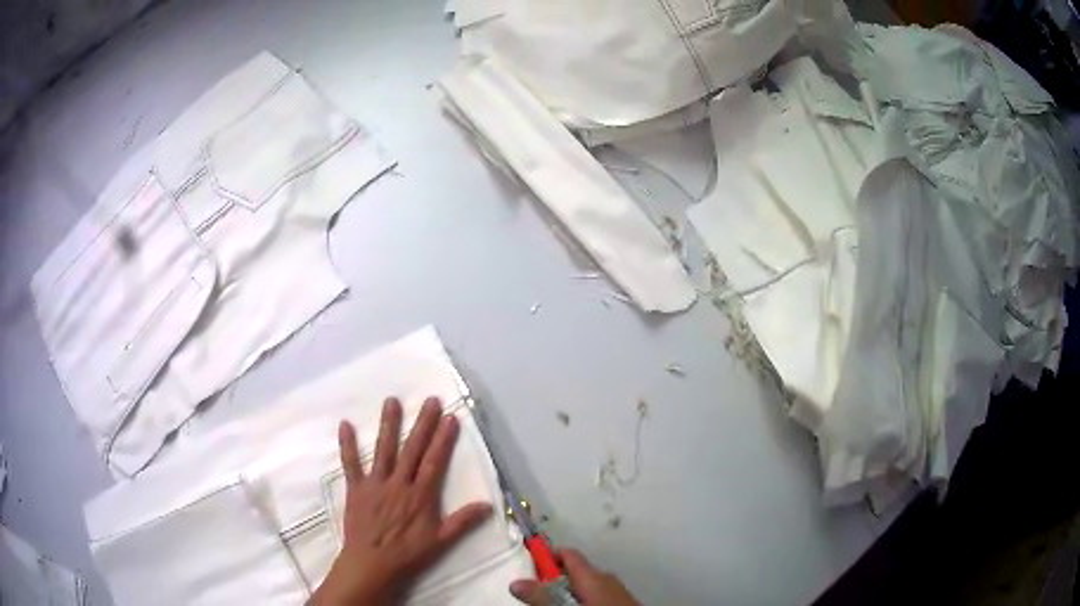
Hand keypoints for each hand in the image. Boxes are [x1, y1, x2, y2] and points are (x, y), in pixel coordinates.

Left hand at [310, 397, 492, 605]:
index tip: (450, 418)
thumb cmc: (408, 554)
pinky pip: (350, 463)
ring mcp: (375, 483)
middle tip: (430, 400)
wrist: (371, 563)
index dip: (443, 439)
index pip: (434, 462)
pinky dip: (347, 444)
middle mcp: (399, 483)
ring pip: (383, 450)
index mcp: (421, 495)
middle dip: (422, 424)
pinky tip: (345, 424)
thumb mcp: (441, 541)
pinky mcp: (356, 488)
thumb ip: (463, 522)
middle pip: (412, 449)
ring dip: (388, 425)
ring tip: (392, 401)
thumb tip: (488, 505)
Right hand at [509, 548, 640, 605]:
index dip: (546, 557)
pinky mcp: (623, 602)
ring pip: (587, 586)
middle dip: (555, 581)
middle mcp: (607, 577)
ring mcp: (618, 590)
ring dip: (570, 593)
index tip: (530, 568)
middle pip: (575, 572)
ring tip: (556, 605)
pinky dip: (585, 600)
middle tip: (538, 595)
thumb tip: (516, 582)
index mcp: (593, 575)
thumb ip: (541, 597)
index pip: (567, 554)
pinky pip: (599, 595)